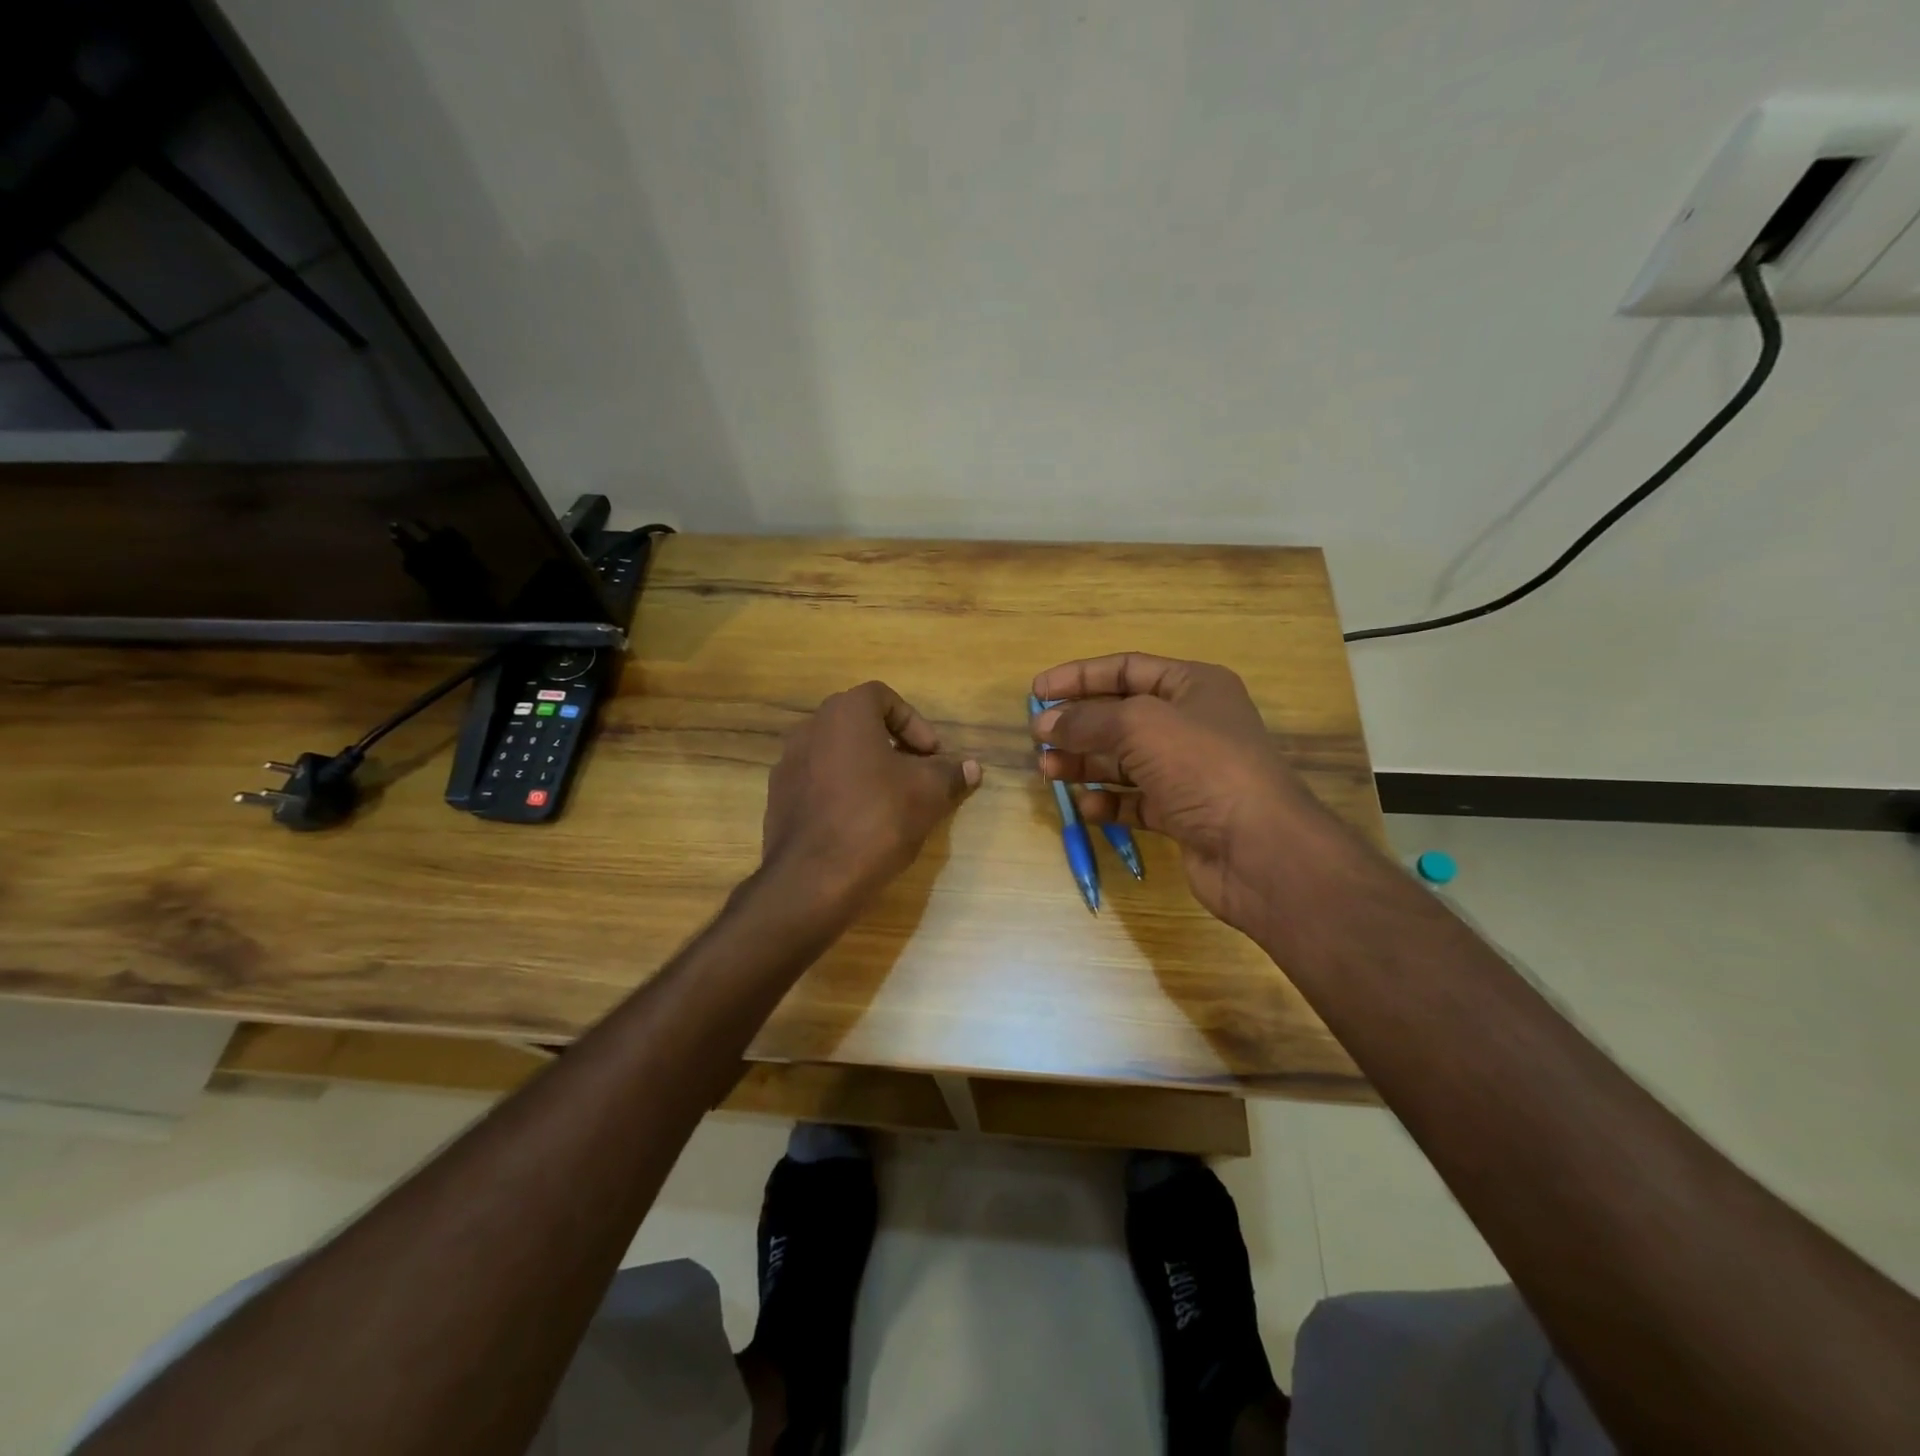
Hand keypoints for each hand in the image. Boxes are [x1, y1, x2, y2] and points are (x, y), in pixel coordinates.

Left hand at [762, 681, 980, 912]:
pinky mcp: (778, 798)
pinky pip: (818, 782)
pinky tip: (860, 824)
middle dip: (892, 745)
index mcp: (844, 713)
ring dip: (867, 769)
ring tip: (891, 801)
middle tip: (916, 775)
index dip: (914, 723)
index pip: (884, 697)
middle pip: (859, 724)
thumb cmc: (877, 819)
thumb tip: (971, 767)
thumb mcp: (928, 794)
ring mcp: (788, 764)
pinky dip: (842, 791)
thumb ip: (950, 773)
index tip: (932, 756)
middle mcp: (810, 728)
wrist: (813, 878)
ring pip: (837, 754)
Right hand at [1030, 654, 1322, 932]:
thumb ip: (1086, 721)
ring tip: (1048, 771)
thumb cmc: (1202, 766)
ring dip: (1085, 764)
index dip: (1079, 677)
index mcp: (1193, 686)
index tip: (1036, 692)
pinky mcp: (1183, 814)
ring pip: (1124, 761)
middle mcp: (1192, 725)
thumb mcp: (1139, 726)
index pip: (1126, 669)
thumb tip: (1045, 724)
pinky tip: (1087, 807)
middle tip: (1039, 739)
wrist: (1259, 848)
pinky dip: (1109, 803)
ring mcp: (1188, 772)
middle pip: (1122, 717)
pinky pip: (1136, 801)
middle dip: (1078, 725)